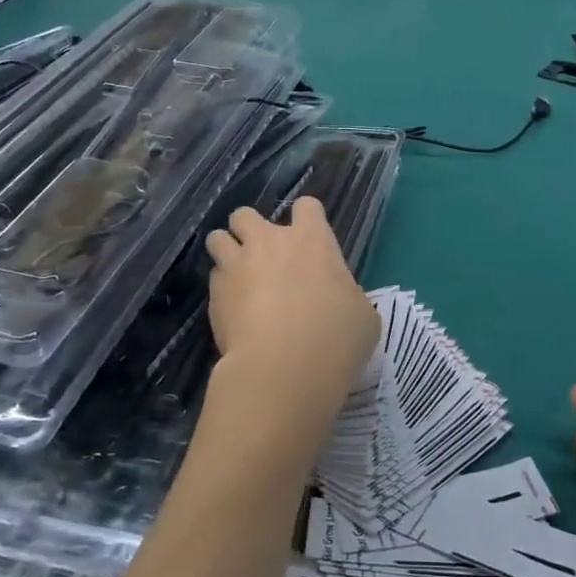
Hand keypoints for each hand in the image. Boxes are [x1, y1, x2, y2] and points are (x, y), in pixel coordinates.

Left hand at [206, 198, 378, 417]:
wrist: (283, 370)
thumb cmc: (335, 338)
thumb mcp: (361, 314)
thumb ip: (345, 294)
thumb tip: (336, 299)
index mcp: (311, 240)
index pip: (307, 206)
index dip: (308, 219)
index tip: (309, 239)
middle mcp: (268, 242)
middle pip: (246, 214)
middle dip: (250, 228)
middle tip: (262, 254)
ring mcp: (236, 266)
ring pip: (217, 239)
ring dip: (227, 251)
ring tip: (238, 274)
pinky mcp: (214, 295)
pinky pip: (214, 279)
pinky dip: (222, 288)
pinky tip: (232, 309)